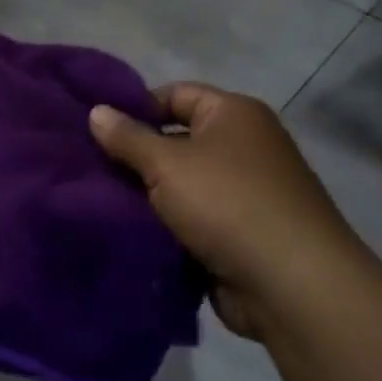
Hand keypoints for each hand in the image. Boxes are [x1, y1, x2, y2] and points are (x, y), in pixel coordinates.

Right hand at [90, 84, 356, 339]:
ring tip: (97, 202)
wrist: (293, 285)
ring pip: (181, 186)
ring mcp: (244, 193)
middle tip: (88, 168)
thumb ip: (128, 137)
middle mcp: (243, 147)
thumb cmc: (228, 204)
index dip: (135, 108)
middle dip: (136, 157)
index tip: (96, 130)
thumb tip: (96, 111)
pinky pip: (192, 221)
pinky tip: (128, 233)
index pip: (175, 95)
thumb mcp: (168, 164)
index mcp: (234, 114)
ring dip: (148, 197)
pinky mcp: (240, 235)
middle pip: (176, 141)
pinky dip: (167, 227)